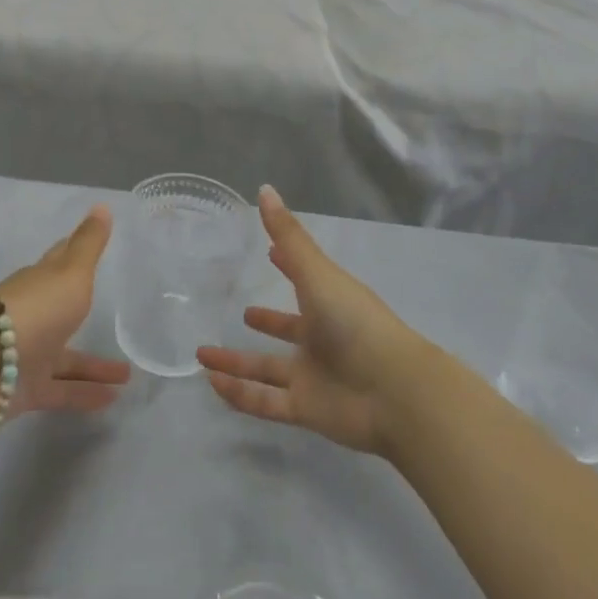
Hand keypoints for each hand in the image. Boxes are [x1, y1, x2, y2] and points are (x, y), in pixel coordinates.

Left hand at [0, 205, 131, 415]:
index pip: (58, 262)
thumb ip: (89, 244)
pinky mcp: (26, 389)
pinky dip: (85, 394)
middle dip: (84, 312)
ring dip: (93, 365)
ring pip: (66, 358)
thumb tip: (103, 205)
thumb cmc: (36, 308)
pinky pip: (61, 390)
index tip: (84, 247)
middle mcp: (33, 315)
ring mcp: (28, 352)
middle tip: (113, 319)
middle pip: (62, 311)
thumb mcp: (71, 271)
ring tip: (128, 376)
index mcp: (40, 281)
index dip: (72, 253)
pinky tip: (112, 401)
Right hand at [199, 185, 429, 455]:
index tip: (269, 254)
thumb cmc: (355, 322)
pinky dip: (238, 394)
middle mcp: (320, 338)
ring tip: (202, 355)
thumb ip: (289, 236)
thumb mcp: (317, 273)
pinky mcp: (306, 409)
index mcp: (327, 301)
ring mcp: (313, 375)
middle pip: (286, 329)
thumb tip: (264, 189)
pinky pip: (265, 401)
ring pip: (267, 369)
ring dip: (236, 363)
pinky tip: (211, 384)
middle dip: (265, 321)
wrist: (394, 391)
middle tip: (240, 311)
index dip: (287, 266)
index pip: (303, 280)